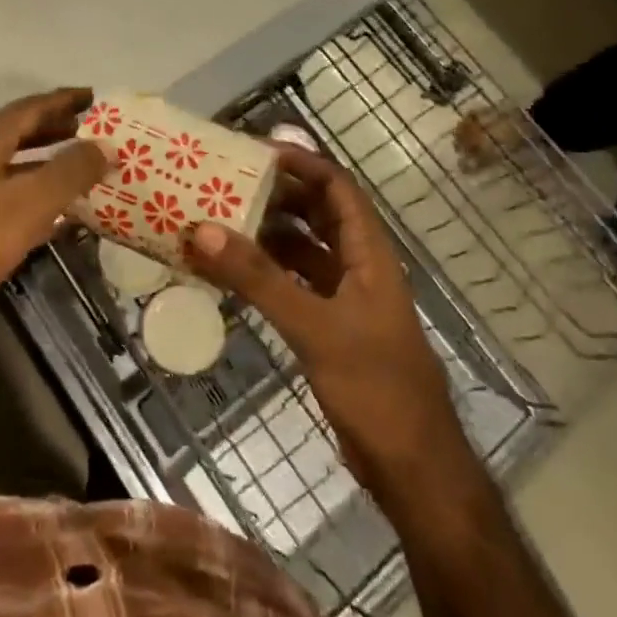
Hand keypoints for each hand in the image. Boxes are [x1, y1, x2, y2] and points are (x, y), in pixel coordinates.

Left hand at [0, 88, 107, 367]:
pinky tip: (47, 223)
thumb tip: (106, 145)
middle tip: (91, 135)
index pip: (28, 108)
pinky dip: (26, 201)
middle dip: (54, 131)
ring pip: (6, 170)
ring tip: (78, 176)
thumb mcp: (27, 205)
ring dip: (42, 168)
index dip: (62, 100)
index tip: (94, 96)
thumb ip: (69, 173)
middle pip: (15, 135)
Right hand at [182, 145, 447, 485]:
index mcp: (369, 255)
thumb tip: (203, 230)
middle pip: (317, 214)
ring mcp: (345, 300)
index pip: (338, 188)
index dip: (303, 163)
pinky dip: (265, 273)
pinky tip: (231, 272)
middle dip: (277, 194)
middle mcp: (358, 268)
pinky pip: (293, 284)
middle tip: (227, 180)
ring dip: (267, 234)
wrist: (412, 468)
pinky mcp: (331, 328)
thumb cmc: (376, 388)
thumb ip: (258, 279)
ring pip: (303, 250)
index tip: (256, 149)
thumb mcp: (314, 328)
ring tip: (219, 218)